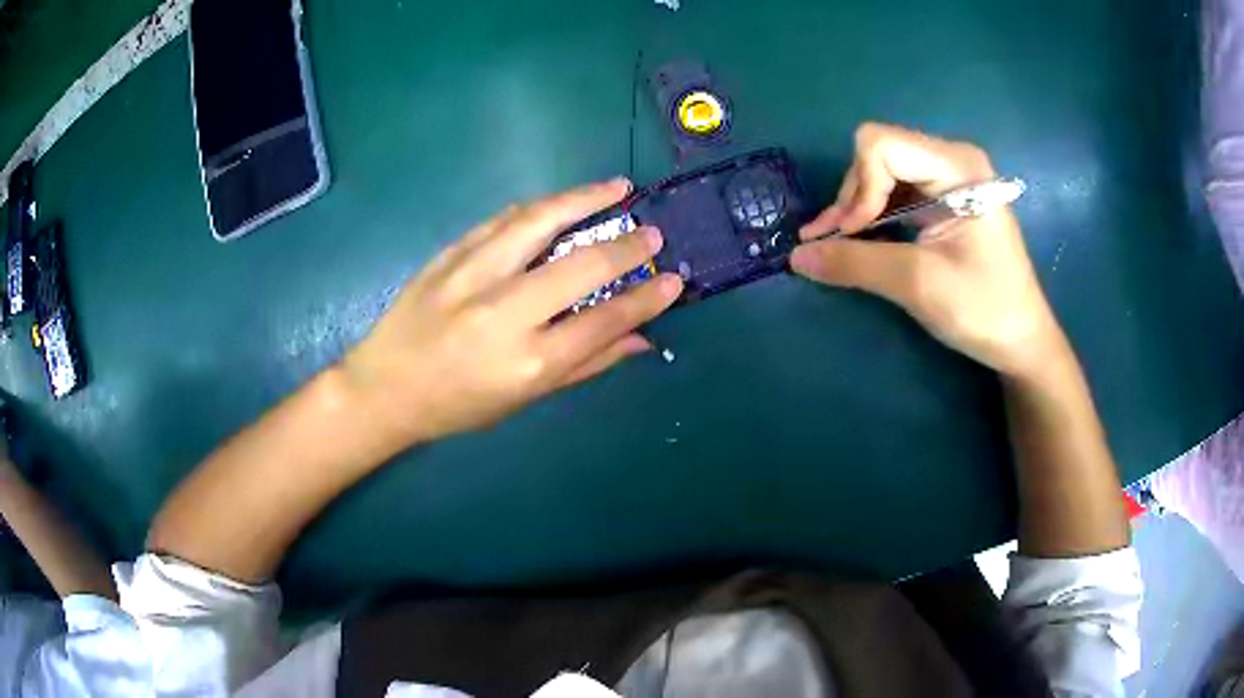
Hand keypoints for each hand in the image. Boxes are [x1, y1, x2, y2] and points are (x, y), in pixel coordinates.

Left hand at [342, 179, 683, 447]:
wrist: (383, 388)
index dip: (646, 299)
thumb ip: (586, 365)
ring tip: (617, 187)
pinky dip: (538, 207)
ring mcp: (472, 277)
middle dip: (626, 246)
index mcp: (527, 363)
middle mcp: (504, 314)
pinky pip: (501, 220)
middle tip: (653, 233)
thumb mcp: (524, 399)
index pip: (604, 322)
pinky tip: (561, 201)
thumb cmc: (457, 406)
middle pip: (580, 266)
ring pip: (538, 222)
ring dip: (583, 199)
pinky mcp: (449, 255)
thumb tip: (641, 339)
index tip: (674, 281)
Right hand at [791, 123, 1066, 376]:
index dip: (857, 187)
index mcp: (957, 166)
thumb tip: (795, 257)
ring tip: (835, 244)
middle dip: (853, 197)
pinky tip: (855, 238)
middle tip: (837, 243)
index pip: (881, 145)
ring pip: (881, 172)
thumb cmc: (984, 310)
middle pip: (878, 154)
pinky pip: (895, 191)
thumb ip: (855, 264)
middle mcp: (951, 159)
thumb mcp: (918, 285)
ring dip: (856, 208)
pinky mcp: (944, 198)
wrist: (1022, 341)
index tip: (852, 235)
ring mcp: (949, 177)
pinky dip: (871, 216)